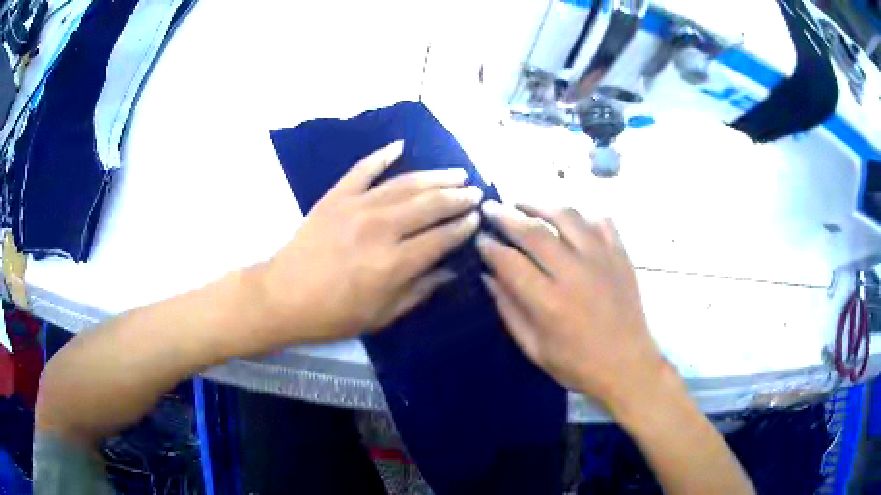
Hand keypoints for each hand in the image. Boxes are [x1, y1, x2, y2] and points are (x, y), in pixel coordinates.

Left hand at [258, 141, 481, 343]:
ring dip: (434, 176)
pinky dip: (381, 155)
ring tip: (456, 172)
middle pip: (430, 205)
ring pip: (404, 184)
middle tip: (475, 191)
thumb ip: (419, 291)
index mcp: (395, 263)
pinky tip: (399, 146)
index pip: (442, 237)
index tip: (477, 217)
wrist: (282, 297)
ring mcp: (357, 207)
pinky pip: (362, 169)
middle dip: (458, 196)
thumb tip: (450, 270)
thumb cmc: (332, 315)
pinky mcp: (336, 196)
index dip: (463, 226)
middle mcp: (381, 228)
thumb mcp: (381, 315)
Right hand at [476, 201, 667, 412]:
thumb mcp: (534, 348)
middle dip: (506, 215)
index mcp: (549, 303)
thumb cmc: (577, 365)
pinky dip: (582, 214)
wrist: (629, 366)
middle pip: (534, 232)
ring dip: (540, 205)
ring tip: (523, 203)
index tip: (480, 238)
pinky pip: (601, 221)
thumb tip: (488, 276)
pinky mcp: (621, 255)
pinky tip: (569, 219)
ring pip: (567, 216)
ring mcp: (602, 259)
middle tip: (491, 207)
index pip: (510, 262)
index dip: (490, 247)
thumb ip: (509, 310)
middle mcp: (575, 273)